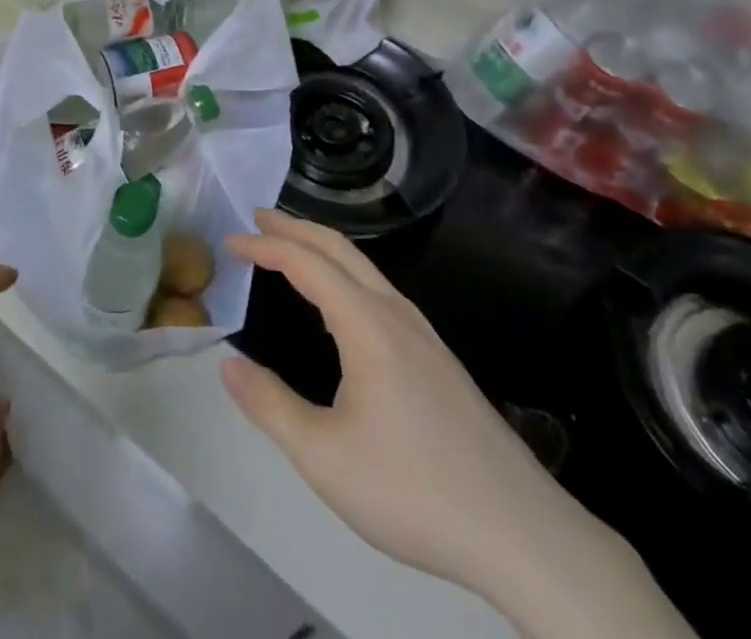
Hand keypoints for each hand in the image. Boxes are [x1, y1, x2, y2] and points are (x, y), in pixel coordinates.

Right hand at [222, 210, 694, 638]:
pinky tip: (343, 306)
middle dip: (296, 226)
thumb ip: (269, 406)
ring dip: (323, 248)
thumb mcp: (324, 457)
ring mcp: (424, 335)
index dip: (265, 245)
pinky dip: (346, 274)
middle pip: (340, 249)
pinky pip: (381, 292)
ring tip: (292, 249)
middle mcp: (396, 314)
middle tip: (257, 215)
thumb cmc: (414, 490)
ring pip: (365, 268)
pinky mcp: (439, 360)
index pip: (306, 263)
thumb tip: (227, 363)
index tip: (231, 238)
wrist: (523, 534)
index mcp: (367, 324)